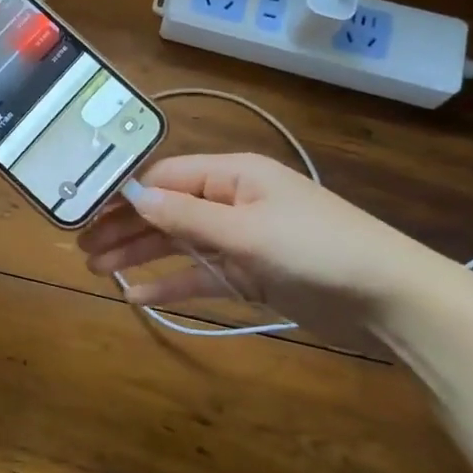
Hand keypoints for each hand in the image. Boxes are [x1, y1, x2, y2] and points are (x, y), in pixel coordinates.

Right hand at [77, 153, 450, 341]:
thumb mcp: (246, 231)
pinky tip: (139, 296)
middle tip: (82, 248)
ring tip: (98, 270)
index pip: (165, 178)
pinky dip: (173, 284)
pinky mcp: (252, 273)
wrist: (390, 297)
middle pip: (166, 211)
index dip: (124, 195)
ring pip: (179, 243)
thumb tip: (132, 197)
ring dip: (141, 256)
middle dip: (125, 228)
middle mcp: (232, 200)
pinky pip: (202, 274)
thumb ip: (186, 217)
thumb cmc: (316, 249)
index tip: (84, 212)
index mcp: (233, 175)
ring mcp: (242, 238)